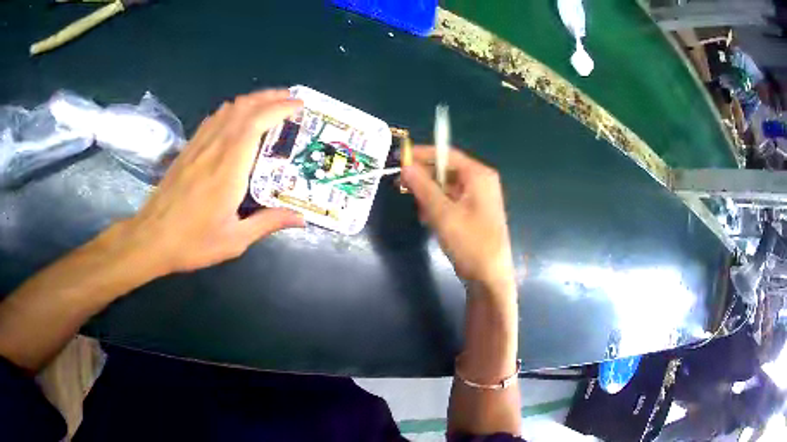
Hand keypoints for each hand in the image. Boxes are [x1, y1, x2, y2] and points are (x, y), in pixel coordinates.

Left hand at [117, 90, 304, 273]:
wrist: (151, 238)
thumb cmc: (192, 241)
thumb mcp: (234, 240)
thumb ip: (268, 223)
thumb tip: (301, 218)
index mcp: (229, 167)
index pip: (256, 122)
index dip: (280, 108)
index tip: (299, 105)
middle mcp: (214, 148)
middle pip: (243, 107)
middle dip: (270, 97)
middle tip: (290, 99)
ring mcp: (198, 145)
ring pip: (227, 109)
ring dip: (251, 100)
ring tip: (269, 104)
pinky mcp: (188, 149)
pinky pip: (213, 119)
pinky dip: (232, 110)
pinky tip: (237, 119)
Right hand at [401, 147, 514, 287]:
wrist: (490, 278)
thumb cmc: (470, 242)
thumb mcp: (442, 213)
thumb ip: (423, 187)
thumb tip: (405, 165)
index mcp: (479, 175)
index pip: (447, 154)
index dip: (422, 154)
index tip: (399, 157)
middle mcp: (481, 182)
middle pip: (447, 170)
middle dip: (424, 178)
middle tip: (401, 185)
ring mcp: (479, 198)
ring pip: (447, 187)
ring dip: (430, 195)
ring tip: (418, 210)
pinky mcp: (475, 213)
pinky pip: (452, 201)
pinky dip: (438, 206)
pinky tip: (428, 219)